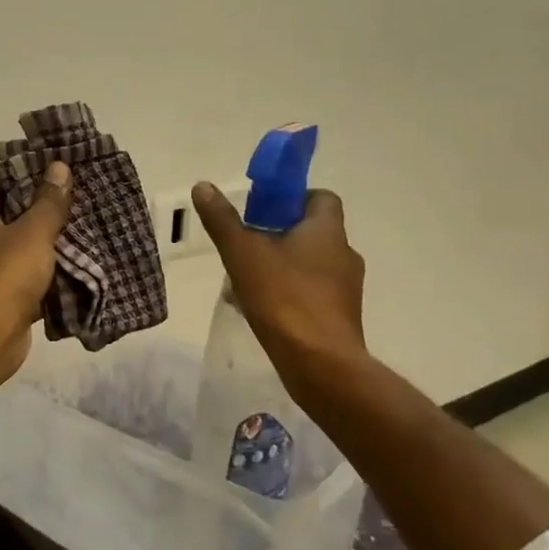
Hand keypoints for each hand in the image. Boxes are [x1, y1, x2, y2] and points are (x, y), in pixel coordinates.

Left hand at [0, 162, 72, 387]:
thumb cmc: (4, 276)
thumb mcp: (32, 232)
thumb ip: (48, 202)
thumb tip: (58, 166)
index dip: (17, 176)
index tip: (50, 173)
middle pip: (12, 218)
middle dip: (43, 211)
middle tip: (79, 201)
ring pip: (27, 252)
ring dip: (52, 246)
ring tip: (88, 231)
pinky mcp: (10, 302)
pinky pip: (35, 283)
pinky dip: (54, 278)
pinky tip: (82, 271)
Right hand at [190, 183, 366, 364]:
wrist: (320, 363)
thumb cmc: (284, 298)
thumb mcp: (243, 254)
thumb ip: (223, 220)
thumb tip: (203, 186)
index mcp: (327, 231)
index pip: (320, 197)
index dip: (292, 198)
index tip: (262, 210)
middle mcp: (343, 254)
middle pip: (311, 231)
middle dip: (277, 235)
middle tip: (245, 245)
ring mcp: (345, 288)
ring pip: (308, 264)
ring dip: (280, 266)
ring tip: (245, 281)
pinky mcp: (340, 316)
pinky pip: (311, 292)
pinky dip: (288, 293)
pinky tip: (259, 309)